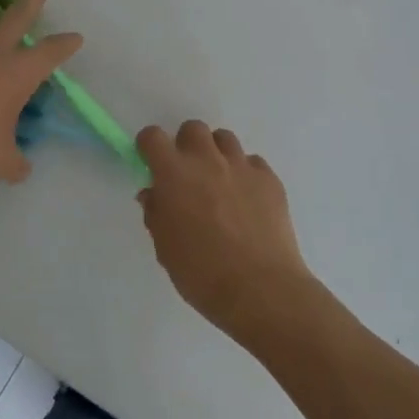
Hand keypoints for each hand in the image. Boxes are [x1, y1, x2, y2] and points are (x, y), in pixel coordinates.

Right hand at [136, 121, 319, 346]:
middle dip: (186, 145)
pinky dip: (244, 174)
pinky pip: (252, 162)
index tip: (151, 163)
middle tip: (188, 175)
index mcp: (174, 174)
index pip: (152, 137)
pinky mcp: (270, 179)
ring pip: (224, 139)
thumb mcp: (165, 248)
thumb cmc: (202, 273)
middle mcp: (207, 160)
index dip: (149, 147)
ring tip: (219, 184)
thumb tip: (154, 194)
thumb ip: (156, 214)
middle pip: (193, 129)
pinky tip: (247, 201)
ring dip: (216, 154)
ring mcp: (242, 166)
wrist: (261, 289)